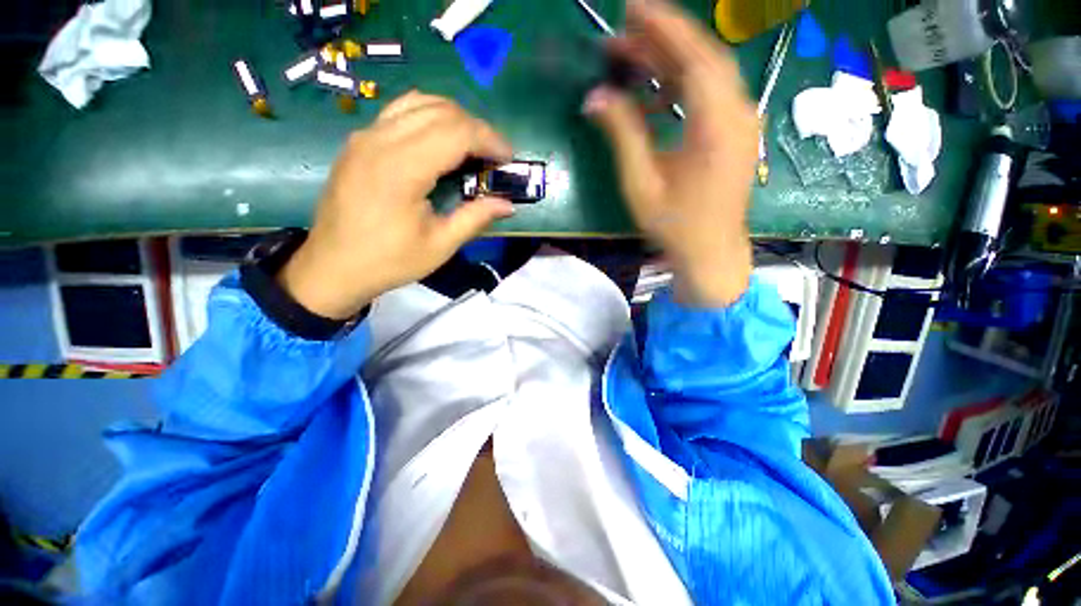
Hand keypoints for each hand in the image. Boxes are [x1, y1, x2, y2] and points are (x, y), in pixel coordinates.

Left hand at [279, 92, 514, 318]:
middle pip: (440, 111)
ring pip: (419, 103)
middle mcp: (380, 140)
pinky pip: (399, 112)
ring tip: (472, 147)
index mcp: (401, 168)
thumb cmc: (389, 261)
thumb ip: (475, 218)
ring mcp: (365, 136)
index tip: (508, 158)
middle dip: (476, 128)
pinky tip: (440, 142)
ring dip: (454, 119)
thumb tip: (508, 205)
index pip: (456, 132)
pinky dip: (429, 118)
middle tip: (494, 156)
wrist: (332, 267)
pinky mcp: (358, 142)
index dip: (489, 139)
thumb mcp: (439, 245)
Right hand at [584, 0, 756, 306]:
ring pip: (707, 76)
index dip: (664, 27)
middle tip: (622, 34)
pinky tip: (656, 93)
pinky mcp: (734, 134)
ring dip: (670, 63)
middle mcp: (737, 114)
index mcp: (716, 126)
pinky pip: (709, 96)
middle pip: (703, 59)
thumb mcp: (641, 183)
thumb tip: (595, 97)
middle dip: (662, 41)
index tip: (632, 8)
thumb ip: (622, 135)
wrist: (710, 253)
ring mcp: (739, 123)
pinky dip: (681, 86)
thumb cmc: (674, 225)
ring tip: (633, 58)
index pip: (695, 57)